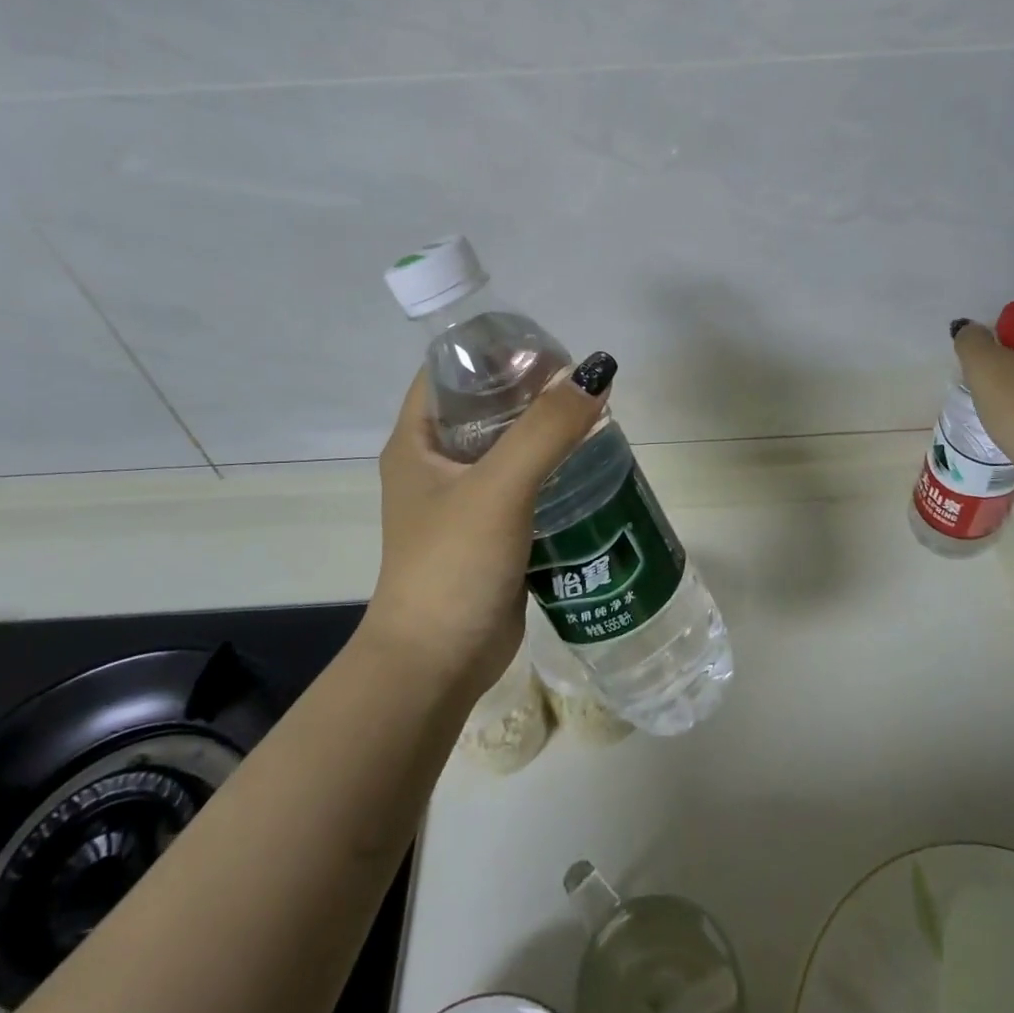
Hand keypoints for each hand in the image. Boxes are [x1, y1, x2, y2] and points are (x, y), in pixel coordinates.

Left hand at [366, 354, 613, 699]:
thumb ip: (547, 429)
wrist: (437, 666)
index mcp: (417, 441)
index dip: (493, 351)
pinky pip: (525, 484)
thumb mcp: (499, 487)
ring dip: (547, 431)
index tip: (546, 346)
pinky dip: (554, 469)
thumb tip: (597, 372)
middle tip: (582, 382)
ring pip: (510, 446)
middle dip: (531, 390)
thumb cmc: (452, 565)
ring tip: (595, 416)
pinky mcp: (491, 530)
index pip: (450, 371)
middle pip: (486, 406)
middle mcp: (436, 463)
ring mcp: (463, 499)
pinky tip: (592, 464)